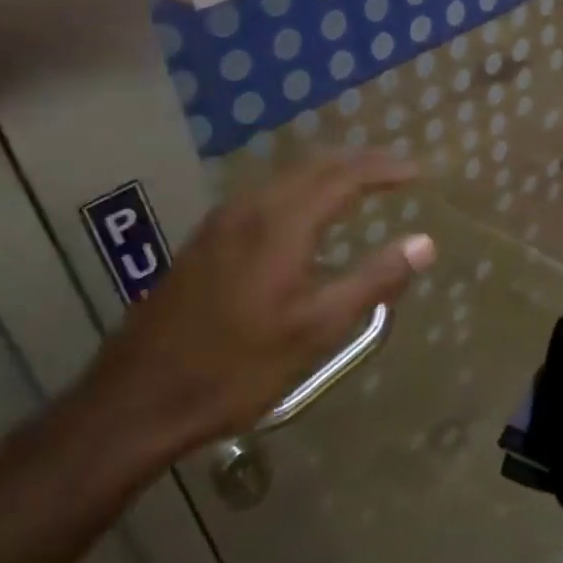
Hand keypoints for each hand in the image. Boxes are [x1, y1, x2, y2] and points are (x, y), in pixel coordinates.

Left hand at [84, 149, 434, 456]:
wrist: (137, 401)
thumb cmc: (237, 367)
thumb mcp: (317, 329)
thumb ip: (374, 280)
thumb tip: (425, 243)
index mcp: (280, 224)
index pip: (343, 177)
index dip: (384, 169)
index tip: (419, 172)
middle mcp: (249, 210)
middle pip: (312, 166)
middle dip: (358, 161)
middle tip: (396, 169)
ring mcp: (219, 224)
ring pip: (285, 179)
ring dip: (327, 173)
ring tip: (360, 183)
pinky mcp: (204, 243)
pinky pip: (264, 196)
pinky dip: (299, 190)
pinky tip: (305, 215)